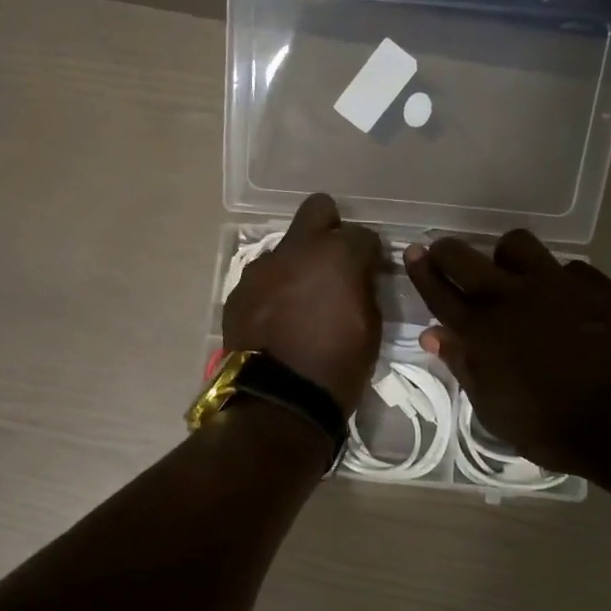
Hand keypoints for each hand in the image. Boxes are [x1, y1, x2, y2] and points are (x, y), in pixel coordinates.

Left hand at [224, 194, 383, 415]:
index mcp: (338, 255)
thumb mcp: (371, 327)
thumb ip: (365, 289)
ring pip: (286, 248)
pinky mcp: (239, 290)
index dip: (370, 254)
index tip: (371, 271)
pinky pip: (263, 278)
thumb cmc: (338, 367)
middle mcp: (298, 249)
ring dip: (297, 264)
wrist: (279, 401)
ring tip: (300, 299)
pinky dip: (273, 289)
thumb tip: (359, 277)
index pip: (363, 235)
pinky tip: (277, 317)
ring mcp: (263, 267)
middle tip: (334, 260)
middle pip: (317, 209)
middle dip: (330, 227)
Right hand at [404, 231, 610, 475]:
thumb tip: (433, 334)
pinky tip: (565, 300)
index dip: (422, 269)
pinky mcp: (595, 285)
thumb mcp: (493, 409)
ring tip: (513, 274)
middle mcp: (511, 297)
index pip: (439, 290)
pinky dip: (558, 280)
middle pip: (464, 256)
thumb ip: (463, 365)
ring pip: (517, 244)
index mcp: (481, 331)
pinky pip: (567, 267)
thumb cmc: (551, 427)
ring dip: (506, 256)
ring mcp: (555, 285)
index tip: (414, 252)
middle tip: (446, 255)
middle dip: (447, 251)